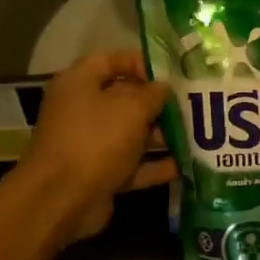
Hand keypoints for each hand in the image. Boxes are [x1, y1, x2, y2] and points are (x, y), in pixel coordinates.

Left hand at [19, 51, 176, 244]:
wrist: (63, 199)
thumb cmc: (96, 140)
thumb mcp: (131, 108)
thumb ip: (153, 94)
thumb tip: (163, 88)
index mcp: (79, 83)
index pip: (110, 60)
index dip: (140, 62)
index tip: (171, 72)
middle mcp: (82, 110)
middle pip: (124, 99)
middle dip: (158, 103)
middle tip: (192, 104)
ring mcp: (90, 144)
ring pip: (131, 134)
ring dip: (161, 135)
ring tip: (196, 134)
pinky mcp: (100, 174)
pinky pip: (132, 165)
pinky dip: (155, 165)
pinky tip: (184, 165)